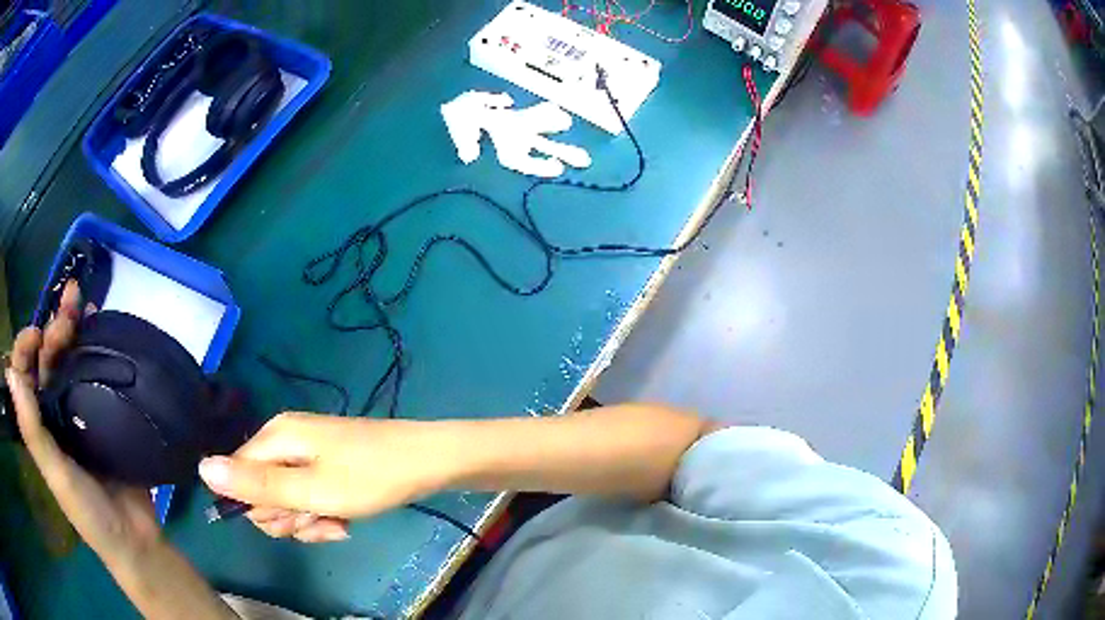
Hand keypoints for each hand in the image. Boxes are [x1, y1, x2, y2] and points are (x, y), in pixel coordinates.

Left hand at [6, 282, 160, 558]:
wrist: (134, 538)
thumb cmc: (89, 512)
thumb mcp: (56, 475)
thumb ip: (31, 430)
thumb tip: (9, 373)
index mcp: (38, 422)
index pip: (22, 372)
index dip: (24, 345)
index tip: (37, 334)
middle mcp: (52, 410)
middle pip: (44, 358)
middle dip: (52, 327)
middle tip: (69, 308)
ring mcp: (77, 410)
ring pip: (67, 359)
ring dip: (71, 326)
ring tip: (82, 302)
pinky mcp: (102, 412)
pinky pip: (93, 370)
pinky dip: (92, 342)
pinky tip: (99, 323)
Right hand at [199, 413, 451, 542]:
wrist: (428, 462)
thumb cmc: (371, 477)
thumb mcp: (311, 490)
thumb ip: (256, 485)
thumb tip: (202, 469)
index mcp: (275, 437)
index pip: (237, 478)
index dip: (260, 509)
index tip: (291, 519)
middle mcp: (285, 440)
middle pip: (262, 492)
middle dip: (288, 517)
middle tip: (319, 519)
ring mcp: (307, 453)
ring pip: (288, 501)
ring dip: (309, 520)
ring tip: (338, 522)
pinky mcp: (326, 466)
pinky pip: (309, 498)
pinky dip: (323, 514)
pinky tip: (345, 521)